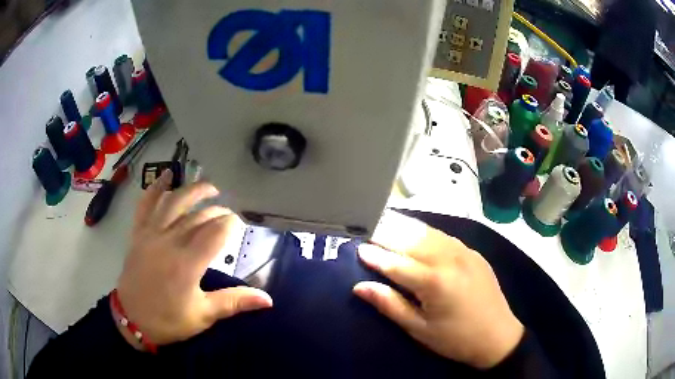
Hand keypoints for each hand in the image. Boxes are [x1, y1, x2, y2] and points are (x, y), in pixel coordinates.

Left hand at [114, 170, 272, 348]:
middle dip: (217, 212)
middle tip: (229, 214)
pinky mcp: (139, 233)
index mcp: (188, 263)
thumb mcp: (203, 315)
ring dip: (193, 191)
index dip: (231, 224)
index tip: (240, 225)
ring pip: (174, 203)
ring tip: (209, 187)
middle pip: (199, 217)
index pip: (216, 233)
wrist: (132, 319)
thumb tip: (268, 299)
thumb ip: (234, 302)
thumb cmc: (169, 320)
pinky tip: (166, 176)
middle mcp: (170, 242)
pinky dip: (156, 188)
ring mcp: (152, 234)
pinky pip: (146, 205)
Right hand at [353, 212, 523, 368]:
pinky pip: (443, 236)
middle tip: (367, 227)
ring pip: (427, 232)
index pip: (395, 263)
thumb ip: (390, 304)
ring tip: (385, 222)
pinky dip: (424, 231)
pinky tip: (415, 232)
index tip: (357, 248)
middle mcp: (449, 259)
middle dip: (386, 233)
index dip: (374, 256)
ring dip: (404, 227)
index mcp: (434, 282)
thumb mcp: (419, 329)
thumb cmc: (455, 339)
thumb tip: (360, 287)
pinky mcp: (473, 252)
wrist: (497, 336)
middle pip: (410, 240)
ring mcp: (464, 252)